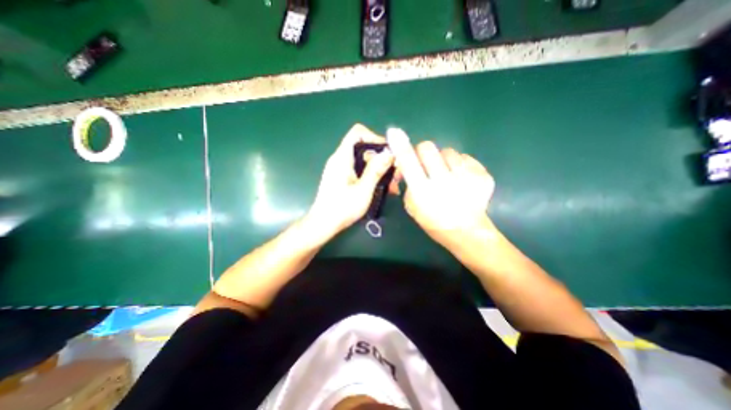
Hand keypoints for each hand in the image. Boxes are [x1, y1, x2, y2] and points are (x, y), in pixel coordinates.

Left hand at [306, 123, 396, 238]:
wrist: (323, 224)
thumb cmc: (342, 208)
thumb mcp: (363, 190)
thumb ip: (376, 170)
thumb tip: (389, 152)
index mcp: (342, 158)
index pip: (357, 133)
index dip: (374, 138)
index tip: (388, 153)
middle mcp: (340, 159)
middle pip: (364, 148)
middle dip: (381, 158)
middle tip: (395, 173)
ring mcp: (341, 169)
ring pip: (364, 161)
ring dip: (379, 169)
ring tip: (393, 185)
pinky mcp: (343, 178)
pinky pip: (360, 170)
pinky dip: (371, 176)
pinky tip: (383, 188)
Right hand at [387, 128, 495, 249]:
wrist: (466, 232)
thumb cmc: (433, 221)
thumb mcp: (412, 206)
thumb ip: (407, 184)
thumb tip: (405, 164)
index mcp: (423, 192)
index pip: (408, 162)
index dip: (400, 146)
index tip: (394, 132)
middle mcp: (444, 182)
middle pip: (428, 147)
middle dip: (423, 152)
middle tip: (426, 163)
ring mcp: (467, 178)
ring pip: (448, 151)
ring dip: (443, 160)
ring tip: (448, 175)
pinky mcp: (483, 176)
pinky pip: (465, 158)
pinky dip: (460, 165)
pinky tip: (461, 180)